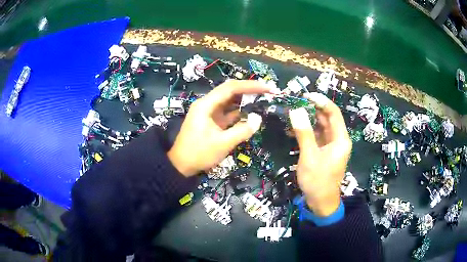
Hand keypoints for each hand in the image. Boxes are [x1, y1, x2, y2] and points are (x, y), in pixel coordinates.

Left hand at [168, 80, 274, 176]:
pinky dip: (239, 112)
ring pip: (230, 101)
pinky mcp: (212, 121)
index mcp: (206, 105)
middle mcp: (207, 104)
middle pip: (230, 91)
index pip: (231, 88)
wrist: (181, 166)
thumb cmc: (199, 154)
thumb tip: (258, 118)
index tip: (268, 88)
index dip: (251, 86)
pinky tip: (251, 113)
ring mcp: (209, 113)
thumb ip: (242, 130)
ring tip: (263, 99)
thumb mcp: (222, 144)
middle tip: (268, 91)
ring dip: (245, 100)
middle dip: (249, 90)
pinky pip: (228, 112)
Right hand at [289, 92, 351, 216]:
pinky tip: (293, 128)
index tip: (305, 95)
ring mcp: (331, 145)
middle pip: (327, 118)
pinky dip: (306, 131)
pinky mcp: (324, 151)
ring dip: (307, 119)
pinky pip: (316, 136)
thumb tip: (296, 110)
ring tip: (291, 112)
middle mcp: (338, 139)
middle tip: (294, 102)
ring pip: (320, 126)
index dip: (321, 101)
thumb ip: (304, 133)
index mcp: (340, 139)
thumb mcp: (310, 157)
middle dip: (312, 109)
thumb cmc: (318, 181)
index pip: (333, 113)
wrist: (321, 202)